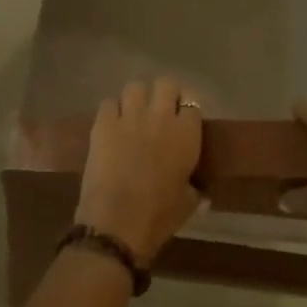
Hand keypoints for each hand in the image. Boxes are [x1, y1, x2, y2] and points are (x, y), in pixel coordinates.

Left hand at [74, 78, 202, 261]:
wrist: (117, 223)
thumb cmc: (158, 216)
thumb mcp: (187, 205)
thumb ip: (196, 191)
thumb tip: (202, 193)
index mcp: (186, 134)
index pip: (192, 101)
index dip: (186, 106)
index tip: (182, 117)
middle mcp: (161, 116)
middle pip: (165, 83)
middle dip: (163, 93)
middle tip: (159, 111)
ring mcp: (130, 116)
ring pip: (135, 87)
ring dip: (136, 99)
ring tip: (133, 115)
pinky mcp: (103, 123)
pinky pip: (109, 103)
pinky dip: (112, 111)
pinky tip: (112, 125)